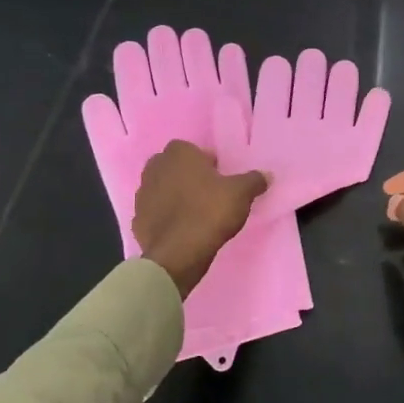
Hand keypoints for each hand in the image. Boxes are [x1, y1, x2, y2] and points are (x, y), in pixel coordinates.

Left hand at [134, 141, 267, 298]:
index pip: (190, 149)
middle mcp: (155, 169)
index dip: (204, 162)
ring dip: (174, 196)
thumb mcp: (241, 193)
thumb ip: (254, 180)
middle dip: (186, 176)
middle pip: (172, 167)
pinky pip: (155, 213)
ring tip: (195, 213)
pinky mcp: (137, 221)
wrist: (178, 254)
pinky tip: (181, 230)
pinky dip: (165, 218)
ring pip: (161, 189)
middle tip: (208, 193)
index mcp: (178, 154)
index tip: (218, 176)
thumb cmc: (210, 212)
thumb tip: (266, 175)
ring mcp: (142, 195)